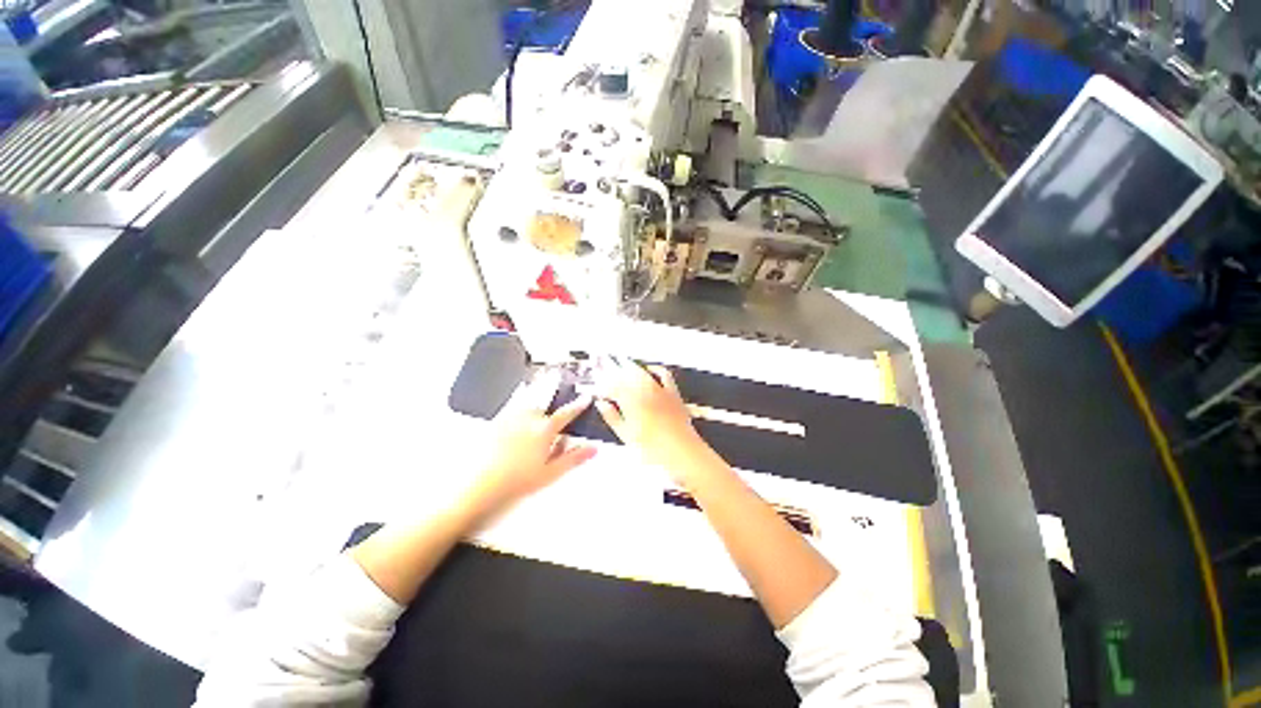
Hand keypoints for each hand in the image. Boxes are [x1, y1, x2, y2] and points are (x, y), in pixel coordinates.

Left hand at [473, 377, 596, 511]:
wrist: (480, 485)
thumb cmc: (516, 481)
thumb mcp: (551, 473)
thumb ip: (573, 458)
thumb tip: (593, 448)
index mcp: (544, 430)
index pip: (566, 414)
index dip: (578, 406)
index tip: (586, 398)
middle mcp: (528, 418)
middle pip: (546, 399)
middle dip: (555, 388)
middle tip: (560, 377)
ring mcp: (510, 417)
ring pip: (529, 396)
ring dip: (538, 387)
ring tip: (544, 378)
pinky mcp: (496, 420)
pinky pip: (512, 401)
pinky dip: (520, 394)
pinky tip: (520, 390)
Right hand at [593, 362, 713, 484]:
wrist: (681, 452)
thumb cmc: (651, 449)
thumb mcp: (626, 436)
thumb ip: (612, 417)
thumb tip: (601, 403)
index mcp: (629, 402)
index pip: (611, 385)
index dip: (602, 379)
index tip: (595, 375)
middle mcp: (643, 391)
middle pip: (625, 374)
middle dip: (613, 365)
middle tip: (604, 358)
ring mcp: (659, 390)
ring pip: (641, 372)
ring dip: (629, 364)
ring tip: (620, 358)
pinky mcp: (673, 392)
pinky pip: (664, 374)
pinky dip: (655, 369)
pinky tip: (649, 368)